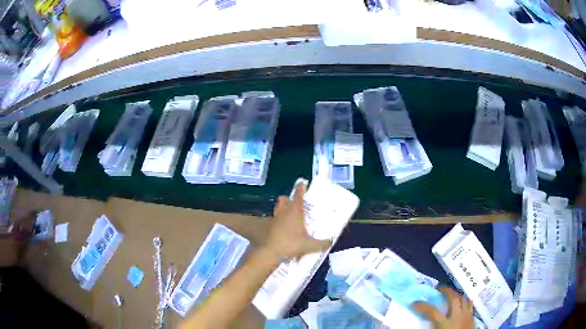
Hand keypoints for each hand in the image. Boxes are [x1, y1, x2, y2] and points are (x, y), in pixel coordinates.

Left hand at [263, 182, 331, 260]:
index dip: (300, 188)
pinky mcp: (269, 226)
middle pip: (284, 200)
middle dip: (288, 199)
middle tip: (296, 203)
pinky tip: (283, 227)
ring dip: (282, 208)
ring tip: (289, 214)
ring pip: (278, 208)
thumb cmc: (291, 244)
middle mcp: (284, 212)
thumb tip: (331, 241)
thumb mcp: (310, 245)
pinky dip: (279, 220)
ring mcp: (275, 218)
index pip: (298, 196)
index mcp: (295, 212)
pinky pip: (275, 218)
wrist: (271, 252)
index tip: (302, 182)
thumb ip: (322, 243)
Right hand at [412, 287, 473, 328]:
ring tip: (451, 294)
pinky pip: (470, 305)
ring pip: (463, 299)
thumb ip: (431, 327)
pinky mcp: (472, 317)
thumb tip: (423, 322)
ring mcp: (466, 315)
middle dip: (446, 291)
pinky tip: (463, 301)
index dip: (422, 306)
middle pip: (453, 298)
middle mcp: (457, 316)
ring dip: (456, 295)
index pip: (432, 312)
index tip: (414, 303)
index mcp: (445, 323)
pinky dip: (466, 301)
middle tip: (439, 289)